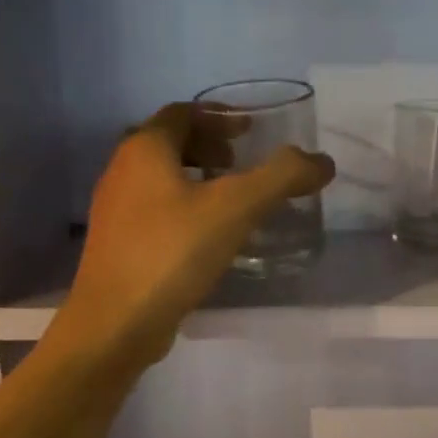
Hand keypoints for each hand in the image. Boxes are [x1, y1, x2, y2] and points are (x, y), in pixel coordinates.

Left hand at [52, 103, 334, 370]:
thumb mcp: (235, 208)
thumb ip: (281, 178)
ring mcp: (115, 211)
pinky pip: (155, 211)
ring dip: (196, 179)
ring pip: (160, 179)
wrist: (115, 324)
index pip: (182, 113)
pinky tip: (208, 237)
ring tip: (231, 201)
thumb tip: (322, 162)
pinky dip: (184, 208)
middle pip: (168, 143)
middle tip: (241, 164)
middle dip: (208, 147)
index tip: (250, 131)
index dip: (219, 117)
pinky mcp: (118, 246)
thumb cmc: (172, 252)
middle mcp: (121, 171)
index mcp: (144, 150)